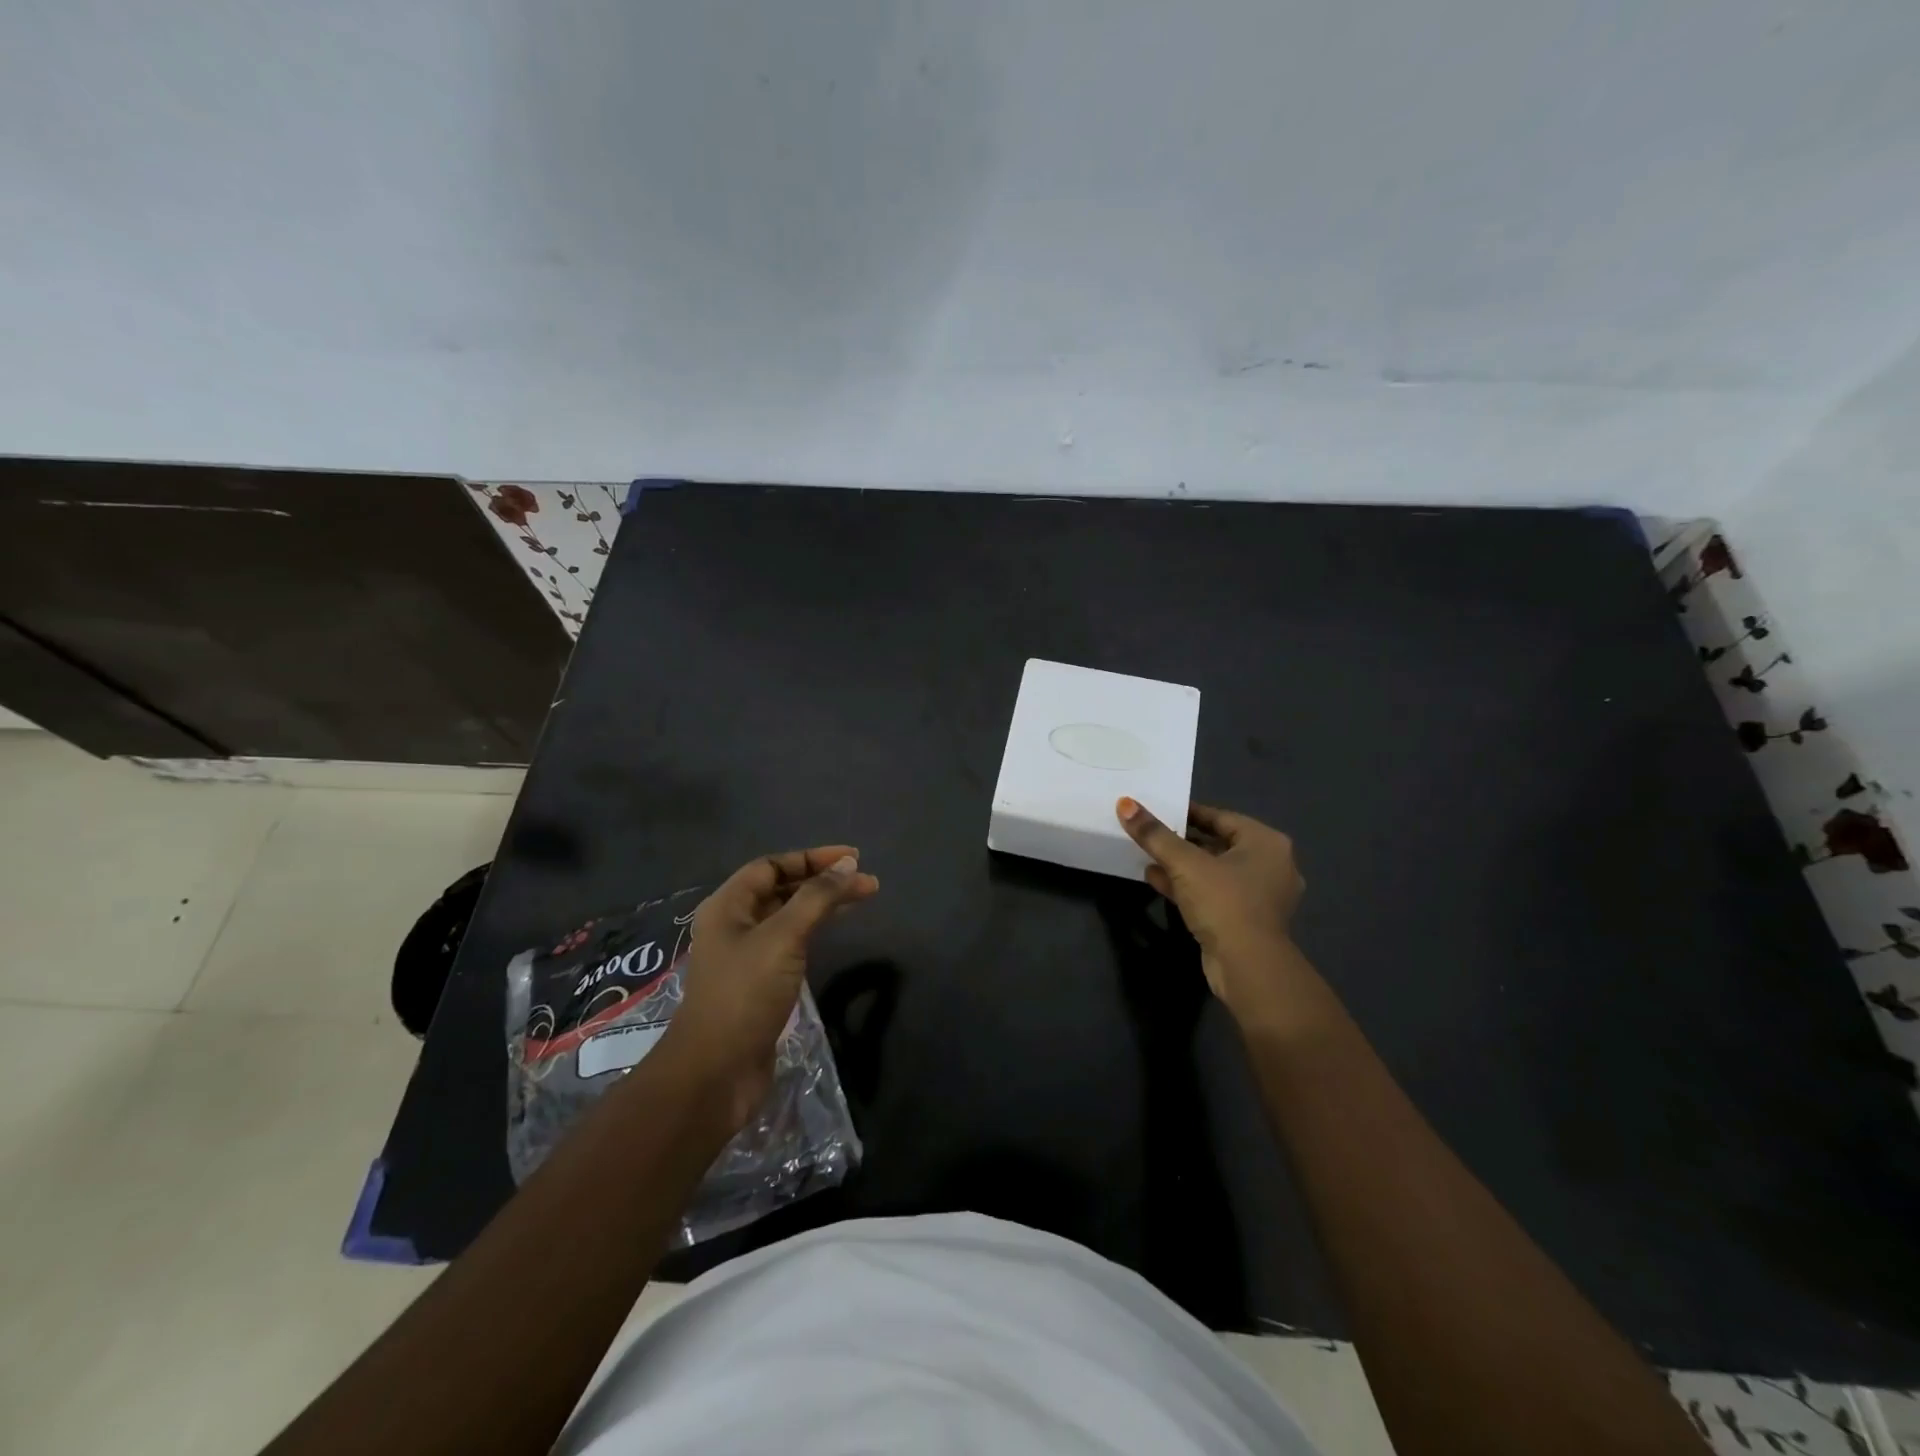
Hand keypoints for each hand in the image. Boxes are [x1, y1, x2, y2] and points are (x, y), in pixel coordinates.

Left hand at [667, 846, 878, 1128]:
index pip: (772, 866)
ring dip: (822, 905)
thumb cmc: (745, 994)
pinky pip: (790, 944)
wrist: (716, 1072)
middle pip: (782, 889)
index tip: (853, 858)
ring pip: (789, 917)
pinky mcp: (759, 984)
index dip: (812, 858)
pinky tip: (834, 933)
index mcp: (728, 906)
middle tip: (865, 880)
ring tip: (861, 900)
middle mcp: (733, 925)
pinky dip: (814, 931)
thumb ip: (816, 898)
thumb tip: (849, 865)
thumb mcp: (783, 938)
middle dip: (823, 881)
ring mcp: (746, 956)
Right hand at [1116, 798, 1308, 1023]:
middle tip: (1151, 833)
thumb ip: (1155, 834)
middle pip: (1218, 843)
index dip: (1187, 812)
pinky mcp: (1247, 920)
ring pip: (1214, 871)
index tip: (1158, 811)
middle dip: (1182, 841)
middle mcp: (1271, 865)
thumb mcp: (1185, 864)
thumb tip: (1125, 804)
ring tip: (1148, 856)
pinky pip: (1214, 894)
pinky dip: (1189, 886)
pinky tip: (1155, 880)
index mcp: (1266, 843)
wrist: (1247, 967)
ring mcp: (1261, 896)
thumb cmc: (1224, 903)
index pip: (1221, 816)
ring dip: (1182, 866)